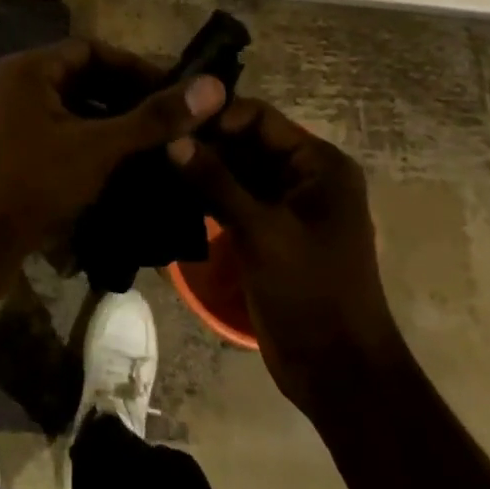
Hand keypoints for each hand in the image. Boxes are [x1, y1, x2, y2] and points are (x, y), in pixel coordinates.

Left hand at [0, 38, 225, 302]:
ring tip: (154, 146)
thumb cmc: (30, 183)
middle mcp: (16, 86)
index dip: (136, 67)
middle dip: (127, 98)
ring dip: (111, 125)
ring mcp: (10, 122)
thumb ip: (153, 118)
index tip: (174, 92)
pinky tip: (121, 170)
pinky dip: (89, 146)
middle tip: (170, 122)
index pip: (93, 50)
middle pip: (83, 79)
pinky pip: (59, 137)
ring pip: (72, 111)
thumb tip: (212, 87)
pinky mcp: (10, 154)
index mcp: (30, 69)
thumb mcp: (97, 147)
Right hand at [175, 99, 400, 416]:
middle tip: (153, 143)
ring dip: (200, 169)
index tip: (172, 125)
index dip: (217, 118)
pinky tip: (167, 192)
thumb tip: (172, 139)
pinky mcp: (266, 232)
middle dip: (204, 142)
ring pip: (235, 171)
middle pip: (246, 142)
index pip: (260, 119)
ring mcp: (284, 205)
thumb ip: (217, 182)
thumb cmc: (311, 291)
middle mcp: (303, 176)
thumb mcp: (263, 231)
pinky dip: (205, 195)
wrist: (337, 370)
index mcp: (319, 164)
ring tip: (152, 164)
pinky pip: (232, 199)